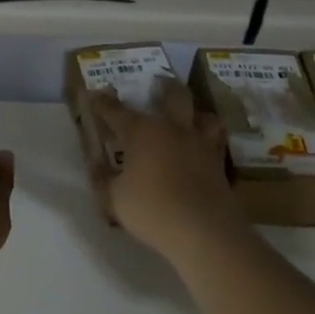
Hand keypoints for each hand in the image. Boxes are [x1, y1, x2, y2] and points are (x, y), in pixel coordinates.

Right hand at [88, 82, 246, 260]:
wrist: (204, 231)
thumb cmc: (152, 210)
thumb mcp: (114, 198)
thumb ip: (102, 179)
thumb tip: (94, 164)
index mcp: (141, 133)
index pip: (117, 111)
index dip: (104, 103)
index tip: (96, 94)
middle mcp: (173, 129)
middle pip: (173, 96)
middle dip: (164, 86)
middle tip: (159, 82)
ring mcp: (200, 144)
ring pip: (204, 115)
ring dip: (195, 111)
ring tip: (190, 115)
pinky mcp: (220, 163)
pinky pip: (216, 142)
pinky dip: (210, 139)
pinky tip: (204, 147)